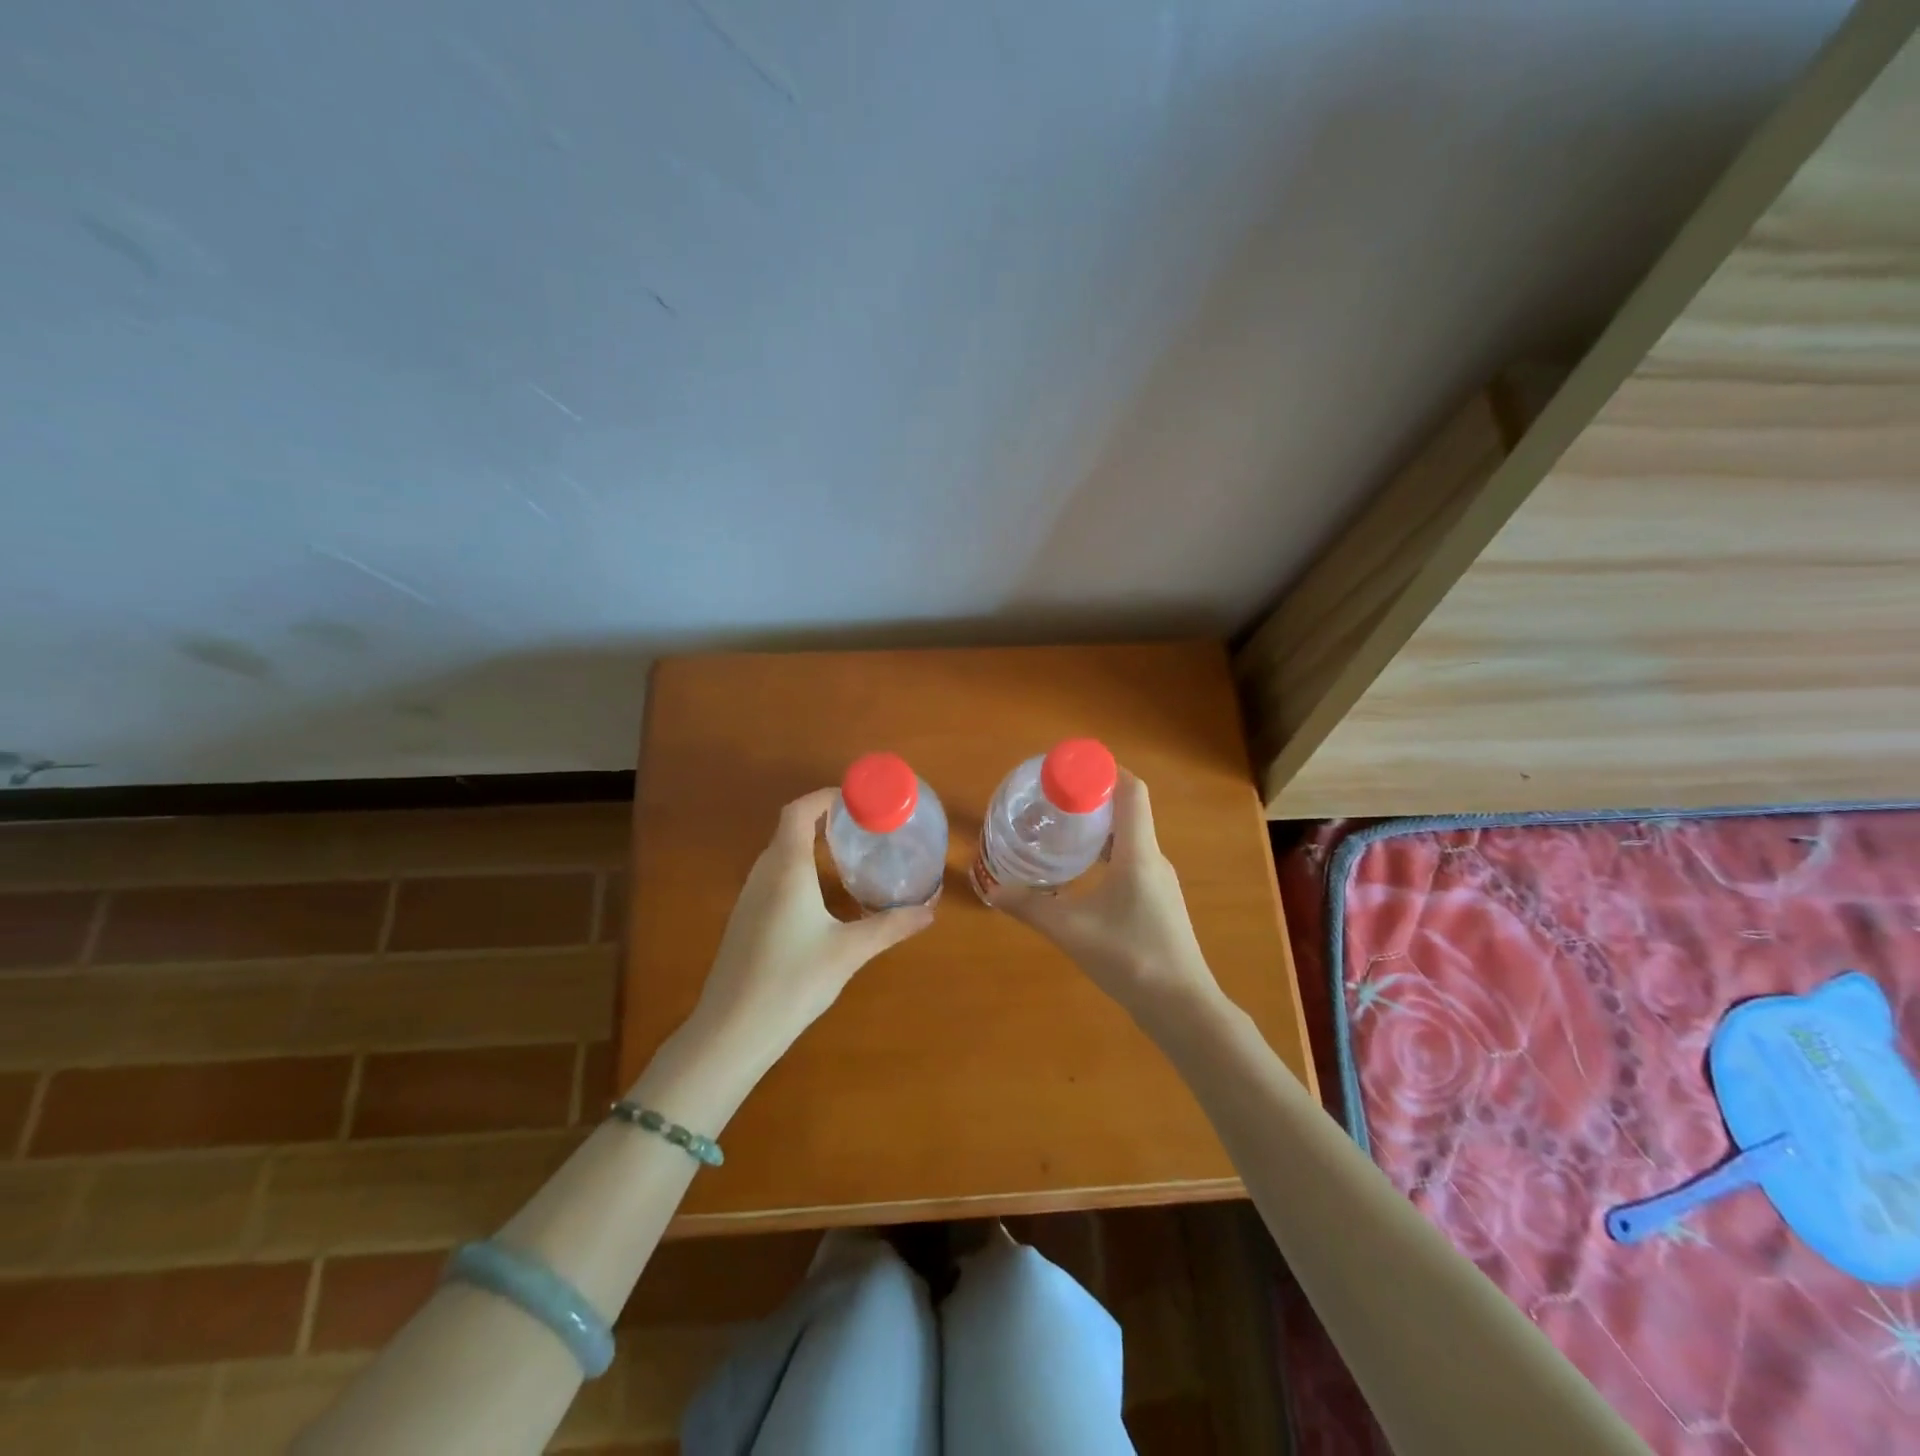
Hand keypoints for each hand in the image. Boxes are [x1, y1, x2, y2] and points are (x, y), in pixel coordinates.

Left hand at [691, 788, 933, 1063]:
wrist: (732, 1030)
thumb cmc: (792, 981)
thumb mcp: (849, 952)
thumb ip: (890, 926)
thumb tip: (930, 911)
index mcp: (786, 869)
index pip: (799, 811)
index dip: (826, 797)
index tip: (859, 801)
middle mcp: (764, 874)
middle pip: (789, 828)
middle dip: (824, 818)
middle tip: (864, 826)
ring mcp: (749, 897)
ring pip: (779, 853)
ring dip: (810, 844)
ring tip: (848, 853)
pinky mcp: (745, 919)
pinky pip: (773, 876)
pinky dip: (799, 869)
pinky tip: (821, 896)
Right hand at [996, 771, 1222, 1020]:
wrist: (1182, 1007)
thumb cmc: (1130, 958)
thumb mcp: (1071, 930)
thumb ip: (1030, 907)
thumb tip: (993, 889)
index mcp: (1138, 853)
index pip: (1132, 791)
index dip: (1105, 770)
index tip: (1070, 768)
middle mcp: (1153, 859)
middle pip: (1127, 812)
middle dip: (1091, 799)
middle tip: (1052, 801)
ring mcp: (1159, 882)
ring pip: (1128, 840)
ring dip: (1098, 829)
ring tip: (1061, 832)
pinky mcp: (1158, 903)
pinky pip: (1131, 862)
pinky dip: (1106, 855)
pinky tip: (1081, 874)